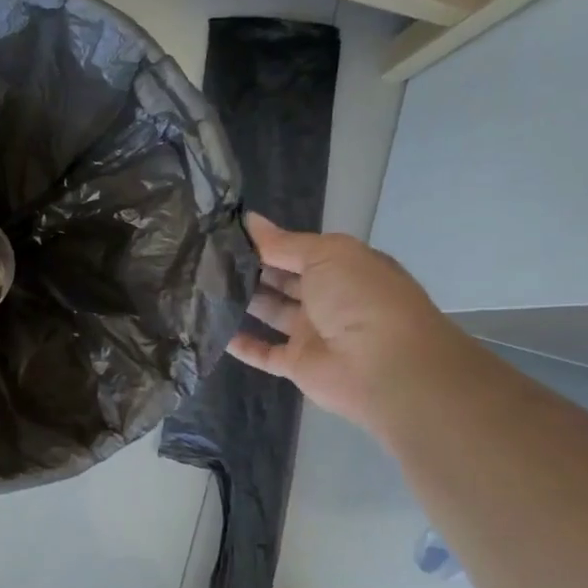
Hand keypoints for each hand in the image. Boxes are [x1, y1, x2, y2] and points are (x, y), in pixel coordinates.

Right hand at [227, 213, 468, 429]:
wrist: (384, 366)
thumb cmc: (359, 298)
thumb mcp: (325, 255)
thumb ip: (283, 243)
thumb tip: (250, 221)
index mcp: (342, 266)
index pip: (297, 250)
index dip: (264, 242)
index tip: (224, 233)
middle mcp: (328, 297)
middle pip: (282, 279)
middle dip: (250, 269)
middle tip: (205, 258)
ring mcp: (313, 332)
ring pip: (272, 312)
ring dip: (243, 301)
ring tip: (203, 287)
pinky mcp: (298, 364)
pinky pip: (265, 353)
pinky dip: (242, 344)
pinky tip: (213, 329)